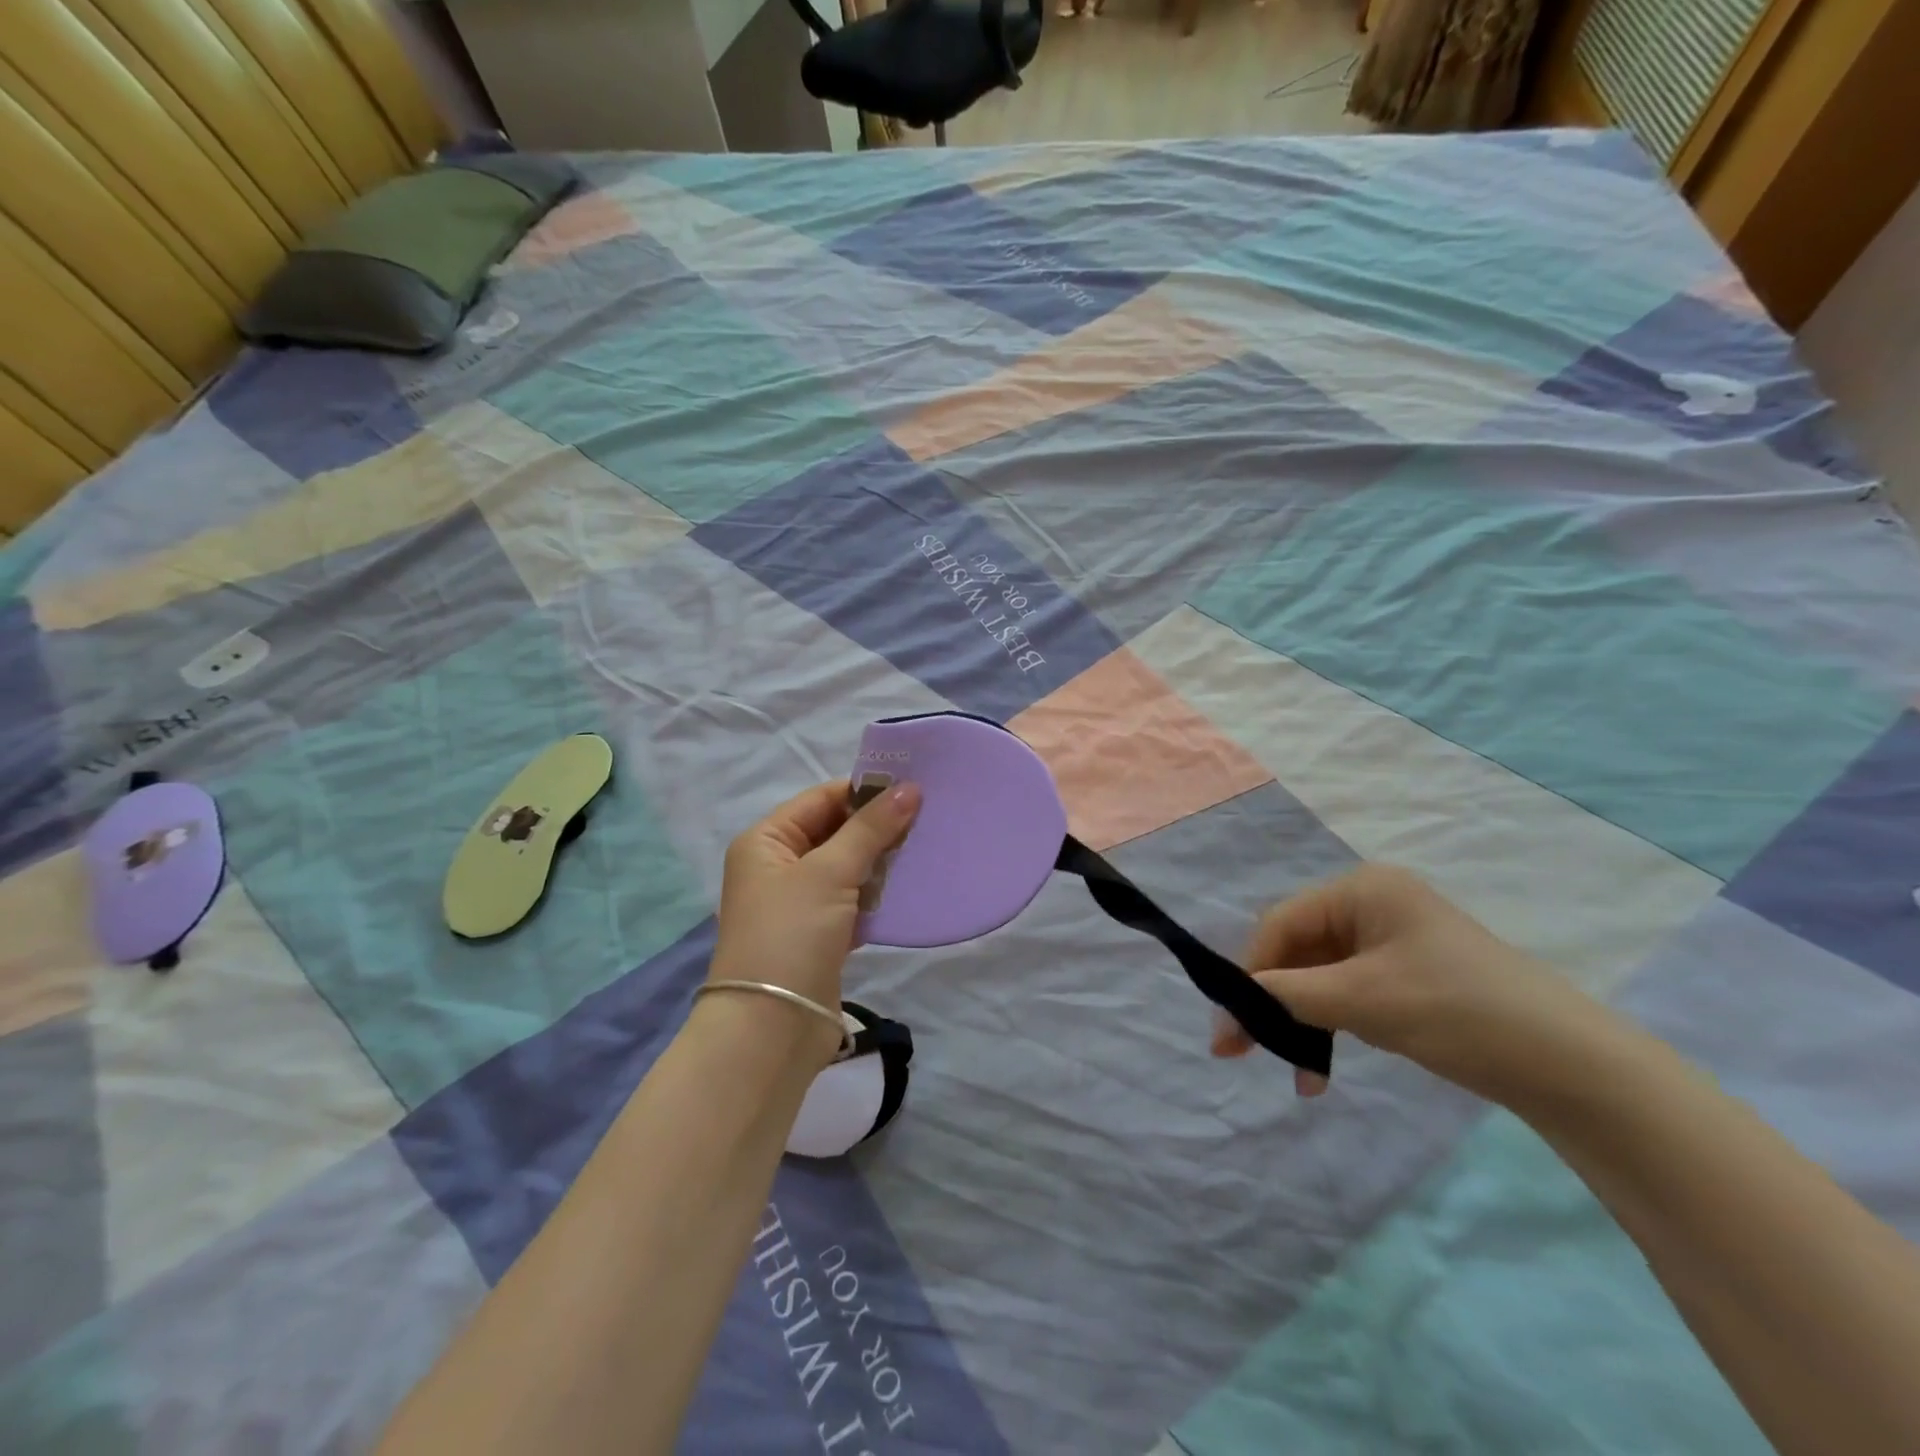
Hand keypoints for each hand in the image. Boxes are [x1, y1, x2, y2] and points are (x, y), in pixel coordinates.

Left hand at [708, 779, 920, 1053]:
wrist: (772, 1028)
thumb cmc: (791, 934)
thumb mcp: (829, 872)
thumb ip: (870, 829)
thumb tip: (910, 789)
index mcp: (766, 841)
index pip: (820, 799)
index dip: (864, 791)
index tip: (913, 788)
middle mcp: (778, 866)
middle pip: (835, 831)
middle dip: (877, 826)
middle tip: (928, 817)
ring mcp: (799, 902)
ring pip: (848, 866)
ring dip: (881, 860)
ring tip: (925, 847)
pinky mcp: (820, 933)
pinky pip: (853, 899)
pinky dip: (877, 893)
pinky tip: (910, 886)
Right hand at [1215, 864, 1601, 1105]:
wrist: (1574, 1067)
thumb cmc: (1459, 1011)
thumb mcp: (1363, 1000)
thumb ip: (1288, 996)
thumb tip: (1231, 1004)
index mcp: (1361, 890)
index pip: (1282, 923)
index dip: (1250, 972)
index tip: (1228, 1025)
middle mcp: (1371, 906)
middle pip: (1297, 950)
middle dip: (1271, 1002)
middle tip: (1241, 1050)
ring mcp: (1390, 942)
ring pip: (1318, 978)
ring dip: (1300, 1023)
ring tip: (1294, 1073)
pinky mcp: (1405, 977)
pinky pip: (1347, 995)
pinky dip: (1331, 1028)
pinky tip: (1321, 1070)